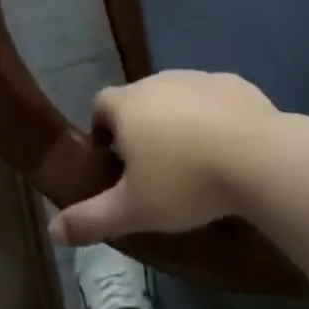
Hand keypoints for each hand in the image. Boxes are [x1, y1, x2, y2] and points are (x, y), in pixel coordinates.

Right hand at [49, 72, 278, 243]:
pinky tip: (226, 149)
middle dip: (141, 129)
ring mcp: (198, 77)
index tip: (114, 163)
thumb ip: (90, 219)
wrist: (256, 156)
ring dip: (178, 122)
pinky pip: (213, 99)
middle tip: (154, 171)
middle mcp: (159, 81)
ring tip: (192, 163)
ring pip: (177, 98)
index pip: (101, 105)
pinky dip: (213, 118)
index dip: (102, 131)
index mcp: (129, 104)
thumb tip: (52, 230)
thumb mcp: (133, 210)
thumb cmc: (185, 182)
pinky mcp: (233, 82)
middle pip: (139, 100)